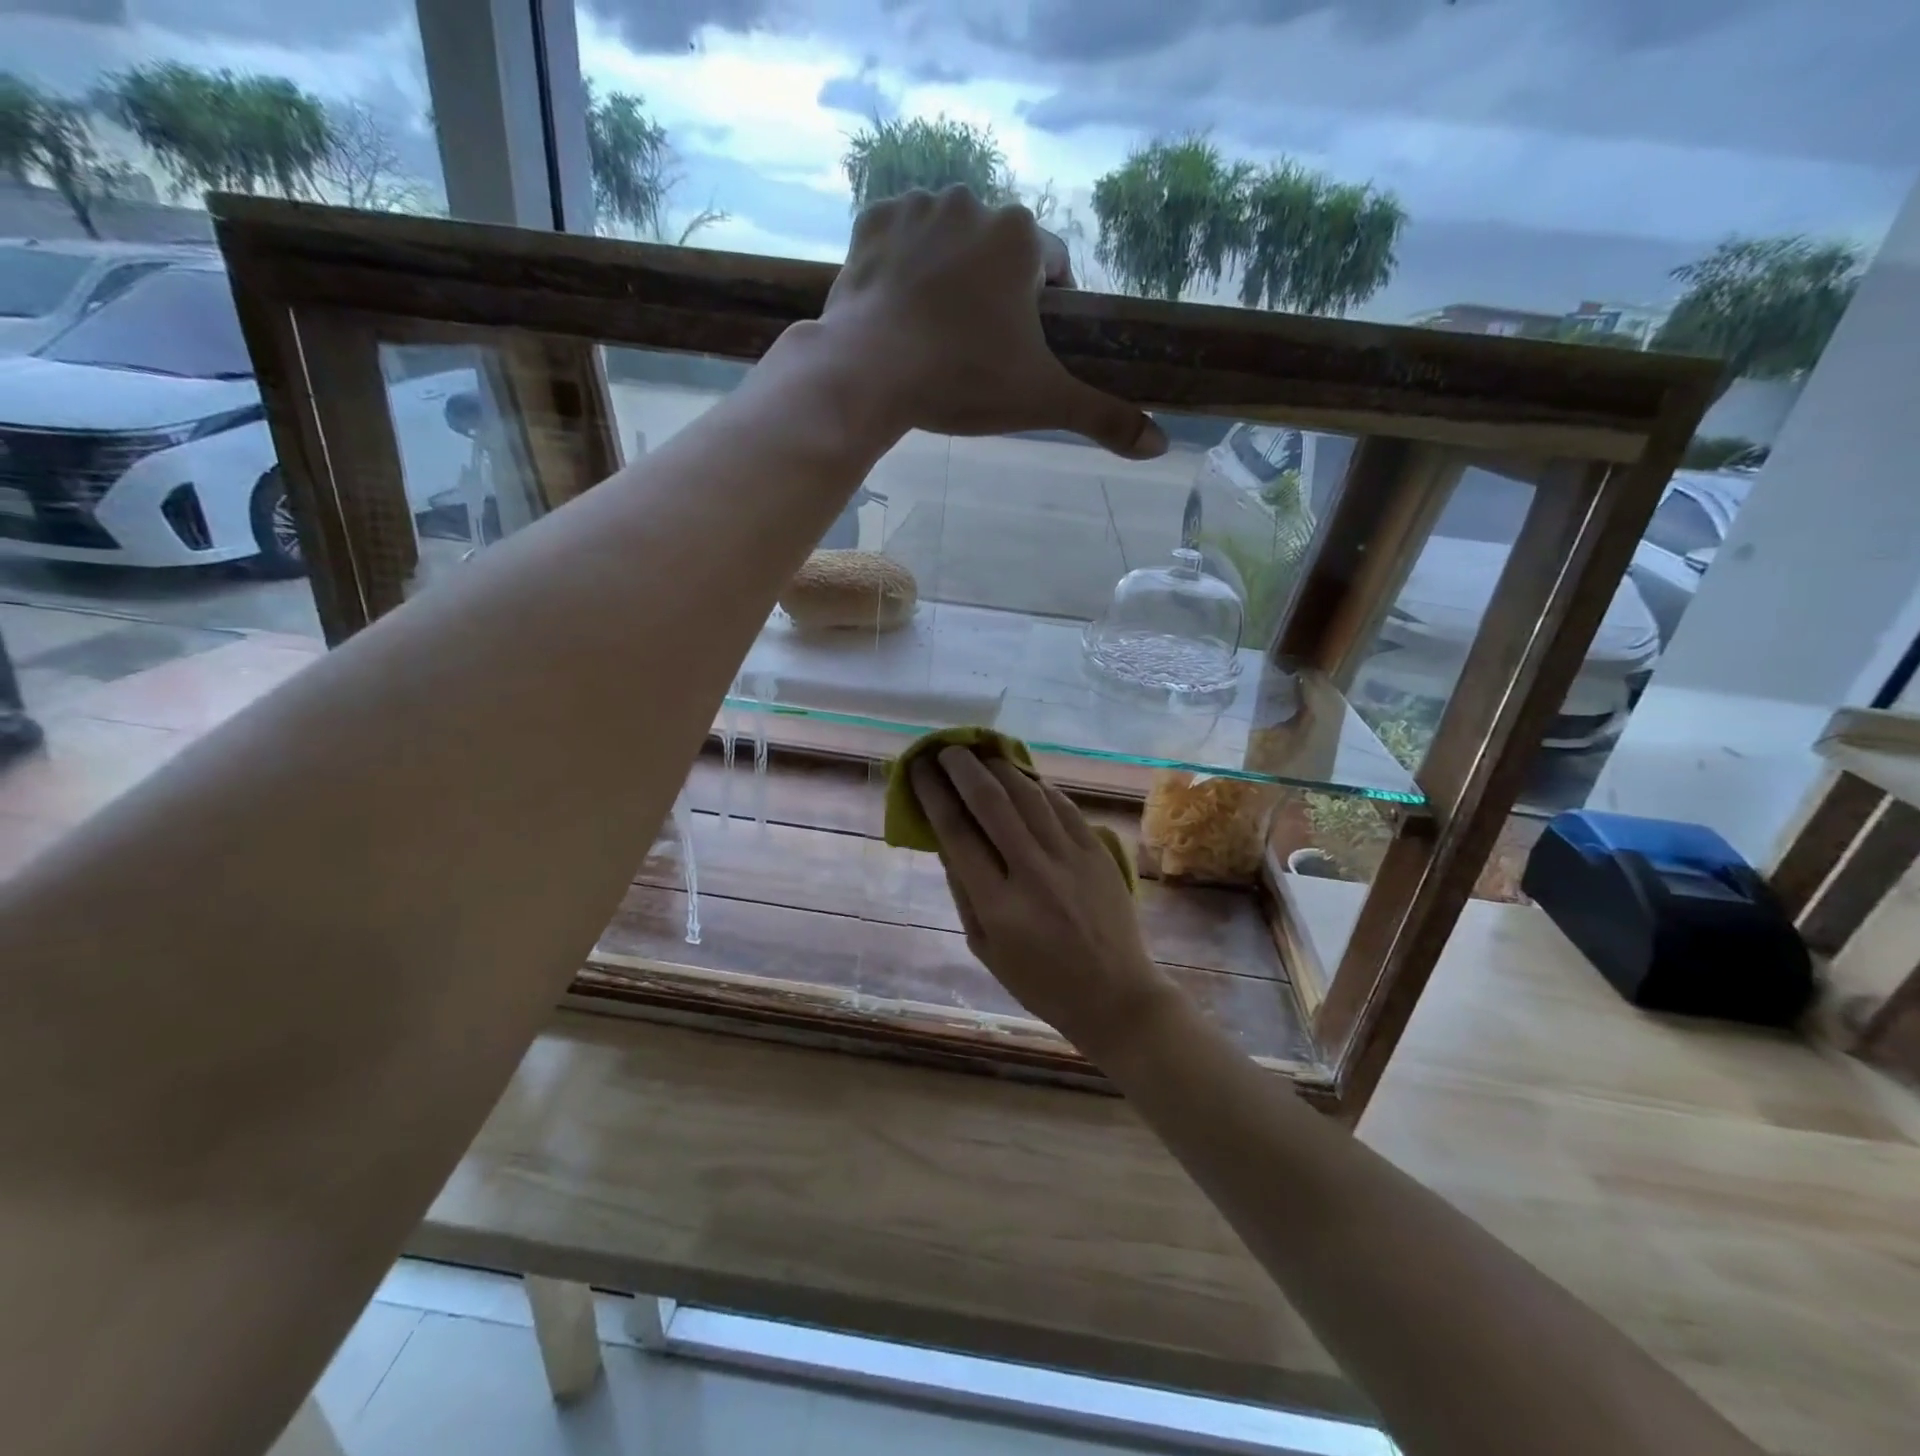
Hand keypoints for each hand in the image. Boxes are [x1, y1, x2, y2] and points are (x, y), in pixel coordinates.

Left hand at [818, 186, 1167, 459]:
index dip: (1045, 311)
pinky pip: (900, 240)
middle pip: (998, 253)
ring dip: (950, 277)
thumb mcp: (1042, 402)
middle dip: (994, 293)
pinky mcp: (871, 223)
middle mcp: (973, 202)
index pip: (1053, 266)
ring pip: (949, 243)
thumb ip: (1103, 417)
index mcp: (1021, 237)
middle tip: (974, 349)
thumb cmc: (963, 381)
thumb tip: (1160, 445)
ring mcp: (917, 208)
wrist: (868, 373)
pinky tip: (900, 310)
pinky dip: (903, 268)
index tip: (1024, 348)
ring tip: (934, 334)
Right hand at [908, 746, 1178, 1059]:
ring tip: (981, 755)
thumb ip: (963, 891)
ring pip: (1028, 794)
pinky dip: (1037, 785)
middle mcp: (1033, 872)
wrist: (1115, 995)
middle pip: (991, 801)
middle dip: (962, 767)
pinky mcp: (1097, 852)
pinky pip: (1062, 805)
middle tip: (947, 749)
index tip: (918, 769)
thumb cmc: (1040, 982)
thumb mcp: (985, 948)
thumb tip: (944, 839)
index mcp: (998, 905)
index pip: (956, 832)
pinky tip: (1022, 777)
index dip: (932, 793)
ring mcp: (1070, 858)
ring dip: (999, 767)